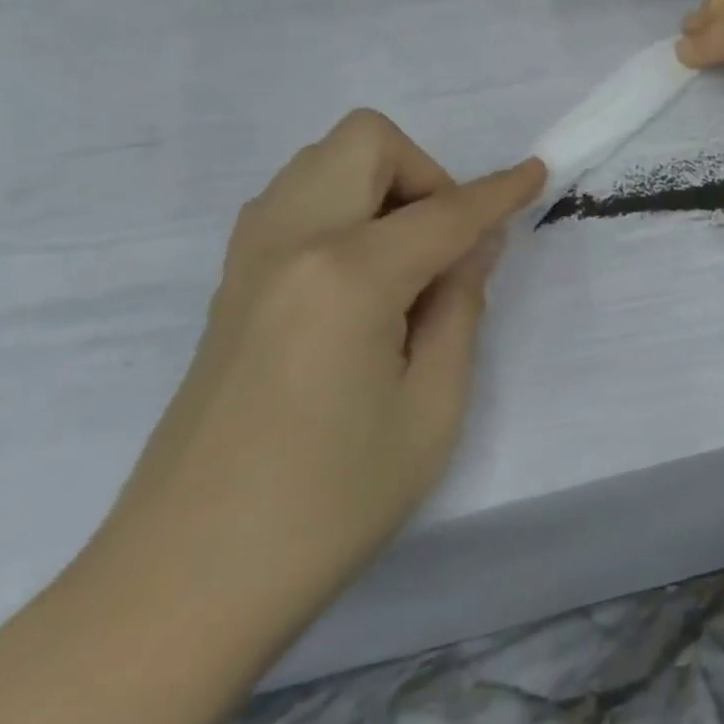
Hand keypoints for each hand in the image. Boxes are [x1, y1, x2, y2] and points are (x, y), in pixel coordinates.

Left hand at [89, 110, 543, 653]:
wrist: (186, 582)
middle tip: (449, 248)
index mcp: (347, 275)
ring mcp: (248, 260)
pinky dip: (344, 211)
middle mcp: (289, 242)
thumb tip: (472, 247)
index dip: (500, 191)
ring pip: (323, 163)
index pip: (445, 212)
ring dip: (381, 187)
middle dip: (425, 174)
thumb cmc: (330, 504)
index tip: (538, 172)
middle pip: (365, 142)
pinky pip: (294, 202)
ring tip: (409, 265)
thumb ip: (460, 309)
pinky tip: (363, 283)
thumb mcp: (432, 410)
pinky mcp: (231, 286)